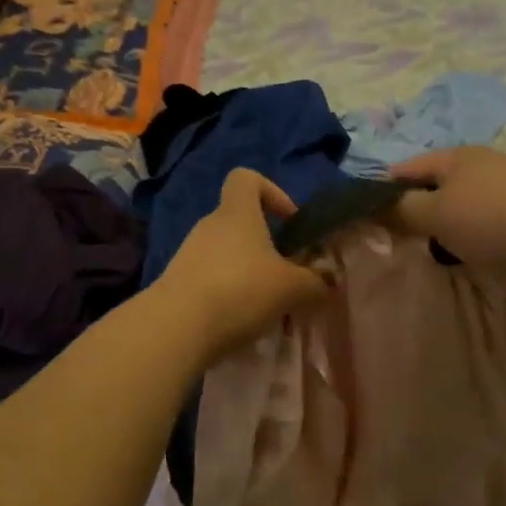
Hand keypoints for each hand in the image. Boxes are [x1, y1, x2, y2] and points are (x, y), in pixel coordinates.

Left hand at [155, 169, 329, 357]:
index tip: (289, 221)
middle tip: (286, 274)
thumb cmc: (240, 291)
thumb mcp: (291, 288)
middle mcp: (209, 225)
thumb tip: (329, 280)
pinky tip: (239, 319)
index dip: (271, 191)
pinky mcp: (177, 281)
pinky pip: (210, 277)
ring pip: (226, 252)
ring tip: (266, 305)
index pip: (246, 178)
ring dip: (247, 271)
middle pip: (239, 221)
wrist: (177, 327)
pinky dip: (227, 292)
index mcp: (237, 213)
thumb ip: (316, 282)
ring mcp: (189, 253)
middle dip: (265, 244)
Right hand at [389, 147, 505, 289]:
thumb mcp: (433, 214)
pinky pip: (484, 218)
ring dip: (445, 222)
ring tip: (434, 246)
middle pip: (436, 183)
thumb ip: (401, 209)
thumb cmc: (489, 220)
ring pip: (461, 202)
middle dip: (417, 206)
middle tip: (401, 235)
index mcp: (455, 155)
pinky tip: (469, 250)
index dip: (384, 188)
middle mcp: (481, 162)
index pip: (407, 167)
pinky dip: (470, 232)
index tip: (370, 215)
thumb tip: (377, 205)